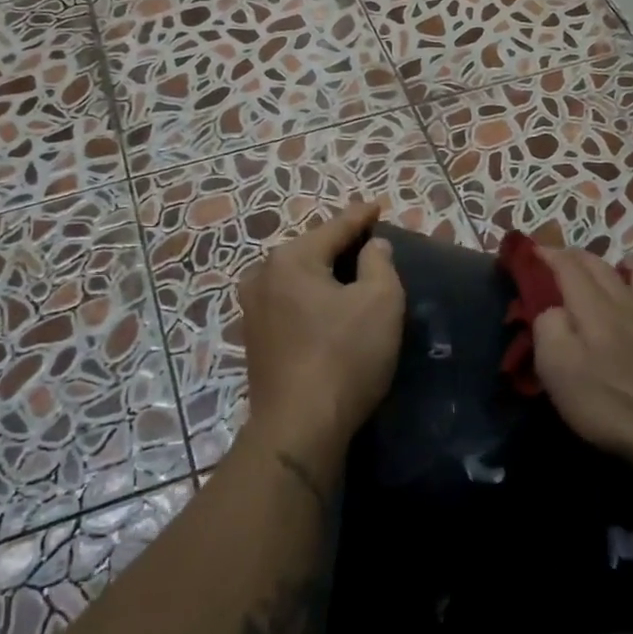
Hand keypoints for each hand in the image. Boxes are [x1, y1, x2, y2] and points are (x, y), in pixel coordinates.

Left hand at [238, 202, 404, 465]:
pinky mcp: (254, 340)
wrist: (299, 427)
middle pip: (310, 251)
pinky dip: (311, 298)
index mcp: (291, 259)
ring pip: (297, 278)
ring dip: (323, 274)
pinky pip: (289, 303)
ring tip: (349, 273)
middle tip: (368, 242)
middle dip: (339, 245)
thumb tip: (373, 246)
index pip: (334, 228)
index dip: (360, 217)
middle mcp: (262, 276)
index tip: (377, 206)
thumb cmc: (345, 356)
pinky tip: (326, 307)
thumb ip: (379, 263)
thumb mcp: (380, 302)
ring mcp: (252, 310)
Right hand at [532, 249, 632, 465]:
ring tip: (629, 263)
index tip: (535, 250)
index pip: (570, 270)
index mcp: (594, 310)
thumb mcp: (556, 366)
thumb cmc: (606, 401)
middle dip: (584, 258)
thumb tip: (553, 310)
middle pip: (606, 273)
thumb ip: (548, 328)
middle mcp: (629, 310)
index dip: (551, 255)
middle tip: (568, 256)